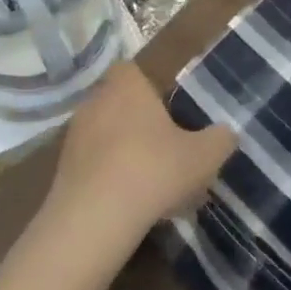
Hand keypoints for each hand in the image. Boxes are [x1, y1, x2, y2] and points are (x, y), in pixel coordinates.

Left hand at [48, 63, 235, 239]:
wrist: (93, 219)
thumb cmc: (152, 170)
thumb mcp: (203, 156)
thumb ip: (220, 139)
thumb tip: (228, 132)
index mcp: (127, 85)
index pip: (134, 70)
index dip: (152, 88)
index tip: (172, 110)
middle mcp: (95, 100)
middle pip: (121, 103)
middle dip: (141, 122)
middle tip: (168, 147)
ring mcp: (74, 135)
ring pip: (106, 135)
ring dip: (124, 151)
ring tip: (152, 181)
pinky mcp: (62, 169)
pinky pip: (93, 164)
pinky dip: (109, 176)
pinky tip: (129, 201)